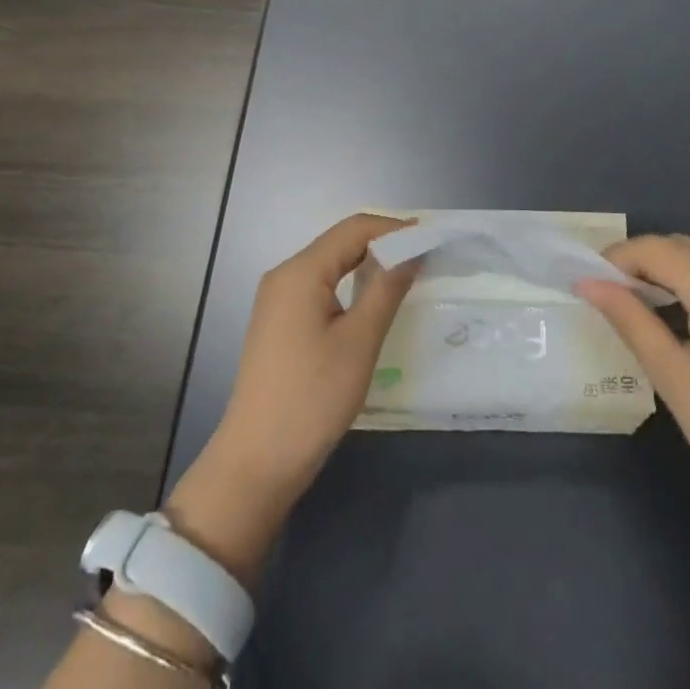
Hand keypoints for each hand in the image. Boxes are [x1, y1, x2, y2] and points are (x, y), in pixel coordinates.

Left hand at [165, 214, 417, 586]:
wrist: (257, 460)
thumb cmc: (312, 398)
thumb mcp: (359, 342)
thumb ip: (386, 289)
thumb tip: (411, 251)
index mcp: (301, 271)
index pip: (354, 228)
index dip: (394, 228)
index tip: (432, 237)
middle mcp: (285, 274)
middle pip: (340, 242)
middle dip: (382, 243)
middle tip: (424, 255)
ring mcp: (278, 298)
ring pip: (330, 264)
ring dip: (366, 263)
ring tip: (406, 274)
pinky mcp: (278, 321)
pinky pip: (319, 286)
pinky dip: (349, 284)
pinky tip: (371, 300)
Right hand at [576, 234, 689, 550]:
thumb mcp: (676, 379)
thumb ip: (630, 319)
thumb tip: (589, 283)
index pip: (653, 248)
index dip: (616, 259)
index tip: (591, 283)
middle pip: (683, 245)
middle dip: (645, 262)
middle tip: (616, 298)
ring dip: (677, 267)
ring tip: (653, 305)